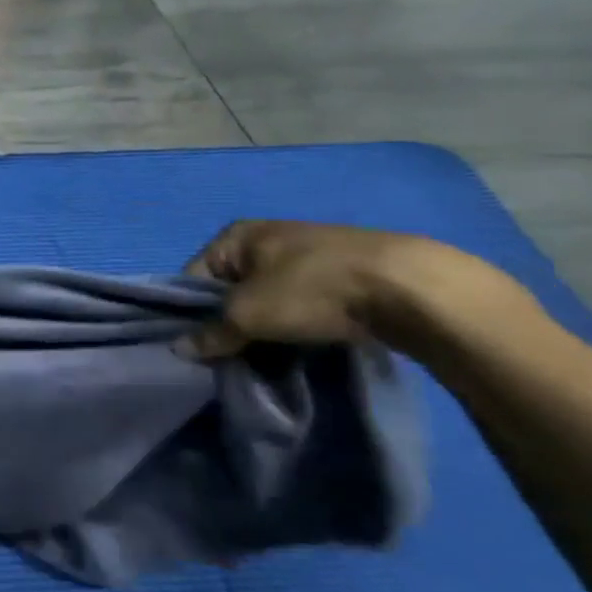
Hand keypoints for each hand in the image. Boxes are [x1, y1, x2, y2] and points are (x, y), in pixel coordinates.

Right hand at [180, 220, 440, 359]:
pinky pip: (303, 303)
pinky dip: (299, 324)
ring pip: (268, 299)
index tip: (203, 347)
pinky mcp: (344, 273)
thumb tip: (179, 349)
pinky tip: (307, 344)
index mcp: (235, 236)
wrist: (412, 288)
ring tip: (273, 355)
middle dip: (231, 324)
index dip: (192, 315)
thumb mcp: (249, 314)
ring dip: (266, 327)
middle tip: (236, 356)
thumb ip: (211, 332)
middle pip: (230, 290)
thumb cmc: (311, 290)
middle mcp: (266, 238)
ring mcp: (308, 254)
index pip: (193, 279)